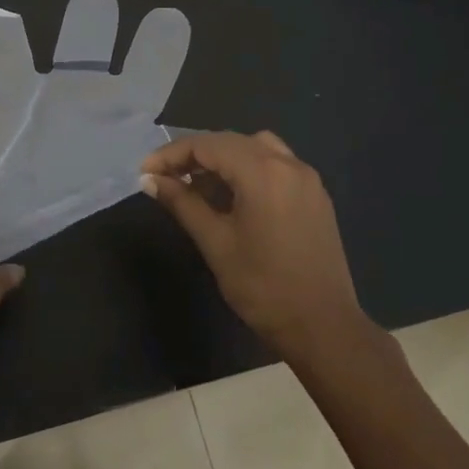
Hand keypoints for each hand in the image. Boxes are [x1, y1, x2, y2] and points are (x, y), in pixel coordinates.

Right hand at [141, 130, 365, 364]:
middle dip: (195, 154)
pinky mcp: (316, 196)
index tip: (146, 172)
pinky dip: (248, 169)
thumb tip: (150, 180)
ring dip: (223, 158)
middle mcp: (289, 164)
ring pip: (256, 149)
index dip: (172, 154)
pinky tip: (232, 197)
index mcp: (263, 172)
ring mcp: (307, 179)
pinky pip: (276, 165)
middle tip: (165, 178)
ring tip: (198, 185)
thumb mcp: (215, 242)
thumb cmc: (262, 286)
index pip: (208, 145)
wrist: (322, 326)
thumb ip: (182, 203)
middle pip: (232, 141)